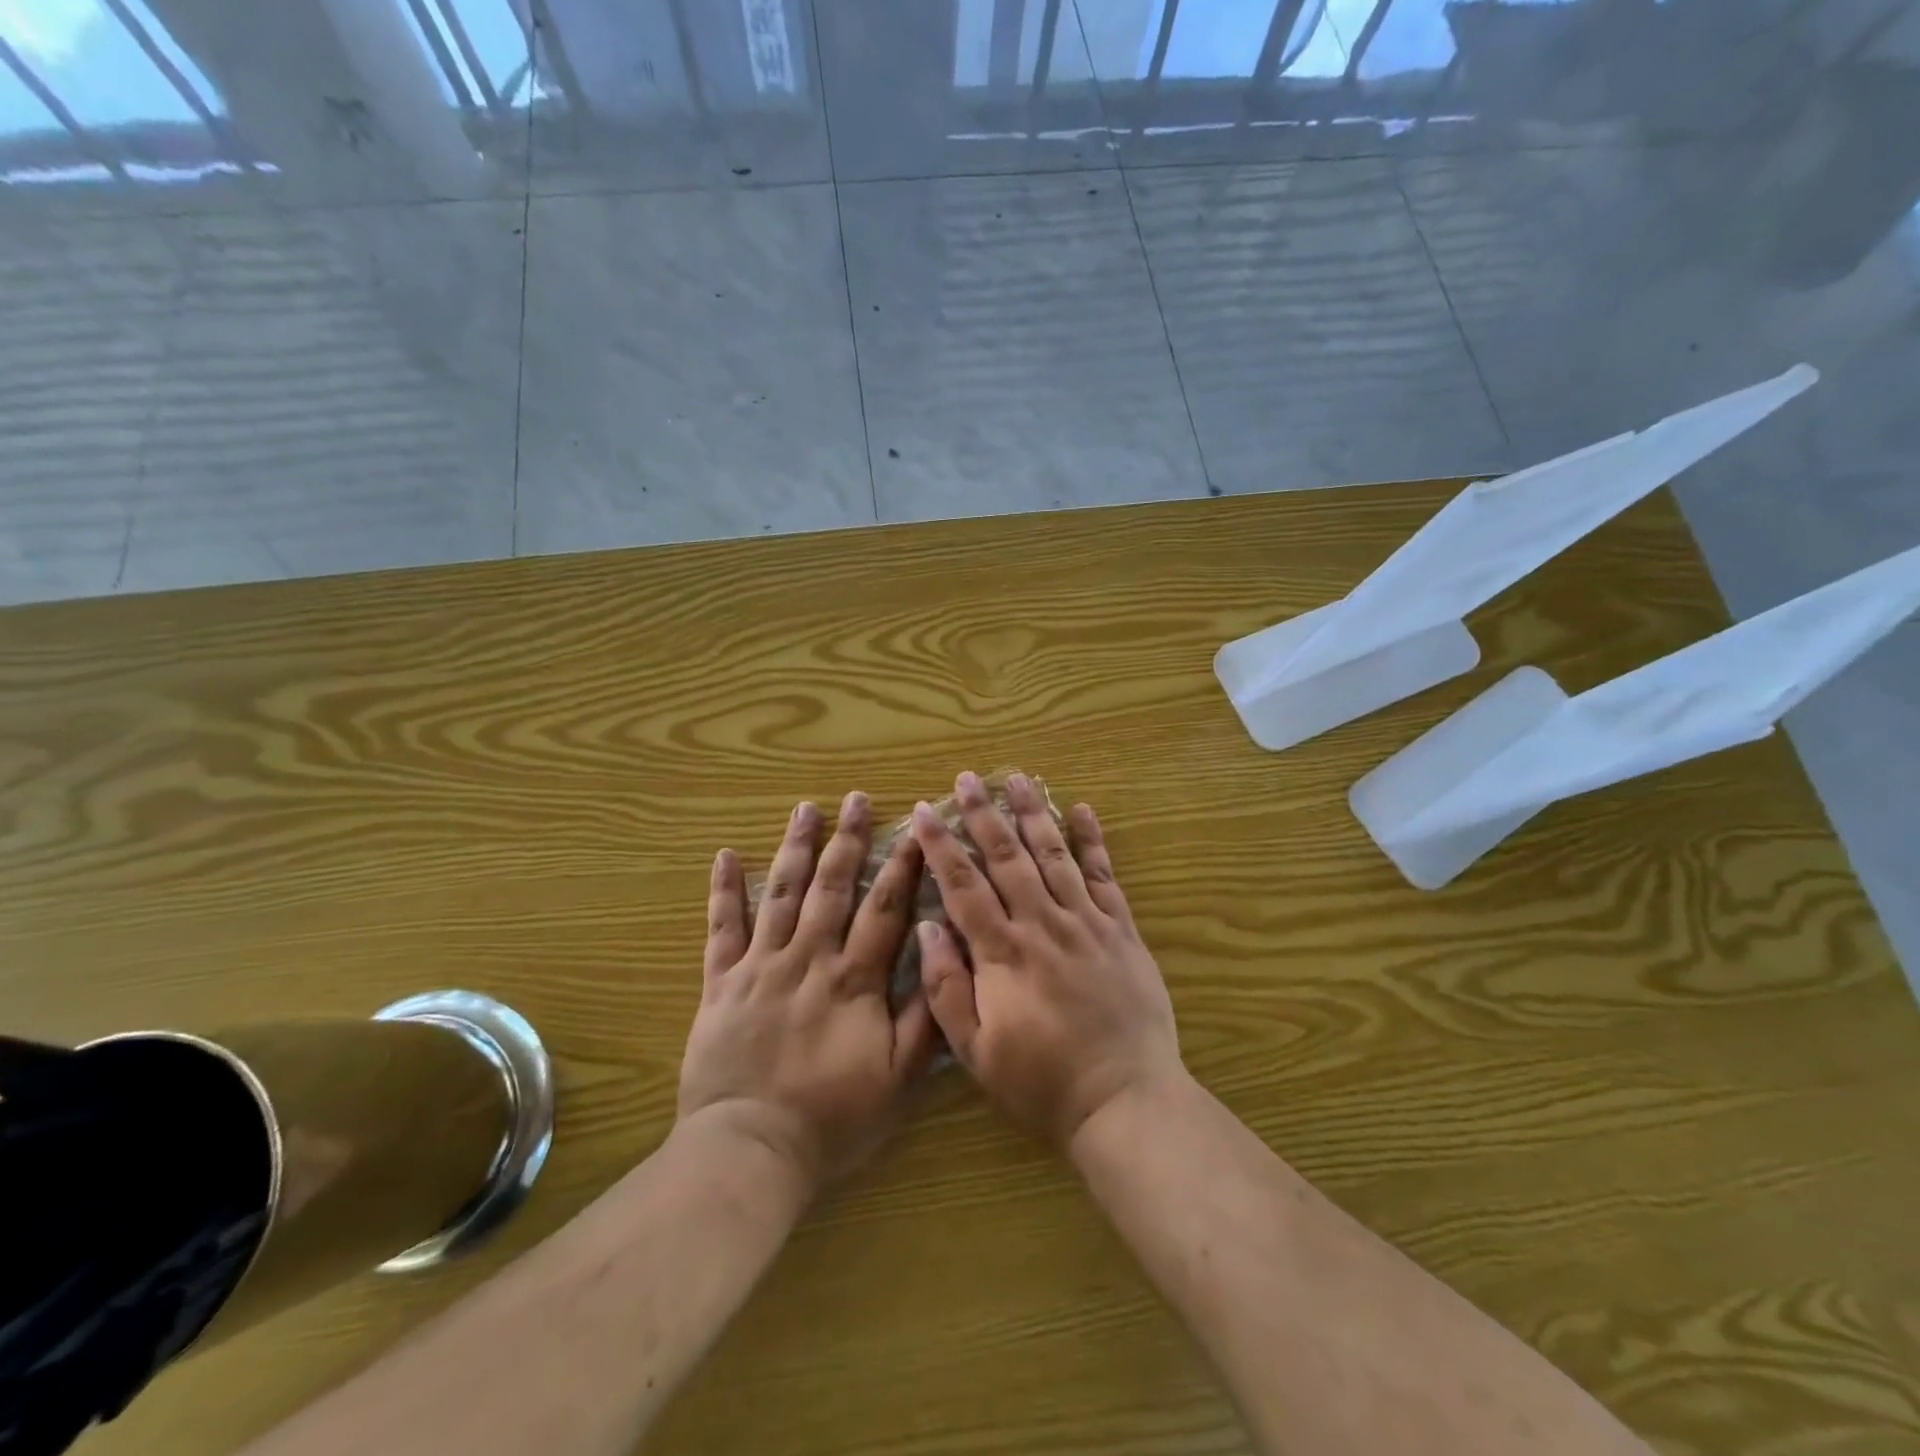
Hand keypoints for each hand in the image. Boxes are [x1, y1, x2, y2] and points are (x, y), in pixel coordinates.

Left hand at [679, 793, 938, 1191]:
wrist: (750, 1148)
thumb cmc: (832, 1118)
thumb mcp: (897, 1080)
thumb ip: (922, 1018)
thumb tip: (940, 956)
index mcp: (853, 979)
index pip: (884, 908)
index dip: (902, 865)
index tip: (914, 828)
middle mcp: (809, 958)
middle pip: (832, 886)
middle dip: (848, 839)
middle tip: (856, 799)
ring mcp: (761, 965)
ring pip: (781, 893)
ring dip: (795, 847)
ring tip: (805, 808)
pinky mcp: (721, 982)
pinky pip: (722, 928)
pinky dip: (723, 890)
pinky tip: (724, 855)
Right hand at [910, 771, 1184, 1150]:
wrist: (1123, 1098)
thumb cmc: (1041, 1081)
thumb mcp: (976, 1051)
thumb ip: (947, 987)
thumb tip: (927, 927)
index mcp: (1003, 953)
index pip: (963, 886)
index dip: (940, 845)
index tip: (925, 812)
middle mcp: (1042, 925)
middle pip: (1007, 857)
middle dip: (983, 815)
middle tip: (966, 778)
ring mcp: (1085, 922)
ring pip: (1053, 855)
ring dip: (1032, 813)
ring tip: (1016, 778)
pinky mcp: (1120, 929)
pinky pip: (1103, 875)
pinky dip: (1092, 840)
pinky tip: (1081, 810)